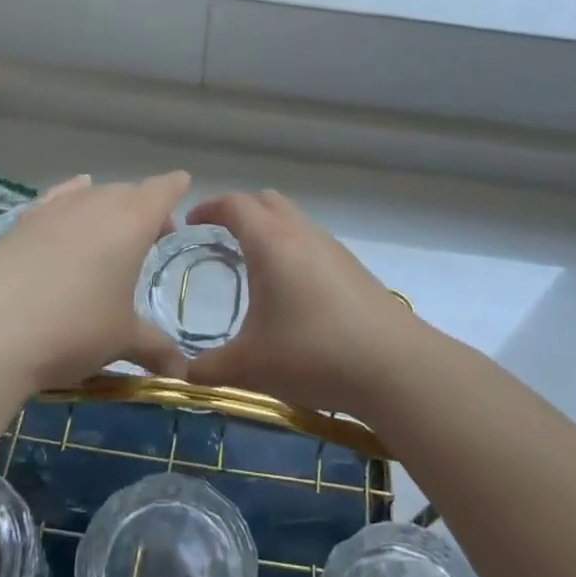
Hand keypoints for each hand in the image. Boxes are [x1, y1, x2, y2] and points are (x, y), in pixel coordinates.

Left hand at [0, 172, 190, 392]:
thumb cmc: (74, 327)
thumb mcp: (121, 340)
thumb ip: (155, 348)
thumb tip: (181, 374)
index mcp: (132, 221)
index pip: (162, 190)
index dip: (175, 188)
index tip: (184, 187)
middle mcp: (96, 203)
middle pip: (127, 192)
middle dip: (143, 208)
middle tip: (151, 238)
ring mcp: (55, 209)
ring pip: (91, 195)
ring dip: (106, 208)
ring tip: (110, 234)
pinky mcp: (20, 222)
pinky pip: (56, 200)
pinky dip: (69, 200)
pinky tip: (67, 209)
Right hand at [180, 190, 426, 419]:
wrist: (394, 366)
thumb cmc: (313, 354)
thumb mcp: (249, 367)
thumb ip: (207, 369)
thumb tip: (181, 375)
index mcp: (271, 242)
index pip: (234, 204)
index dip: (209, 208)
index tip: (192, 223)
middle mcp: (302, 233)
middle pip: (266, 202)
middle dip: (240, 212)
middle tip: (220, 238)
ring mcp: (333, 248)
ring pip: (294, 221)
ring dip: (270, 231)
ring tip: (255, 267)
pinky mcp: (354, 268)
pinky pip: (313, 244)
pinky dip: (293, 251)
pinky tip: (293, 293)